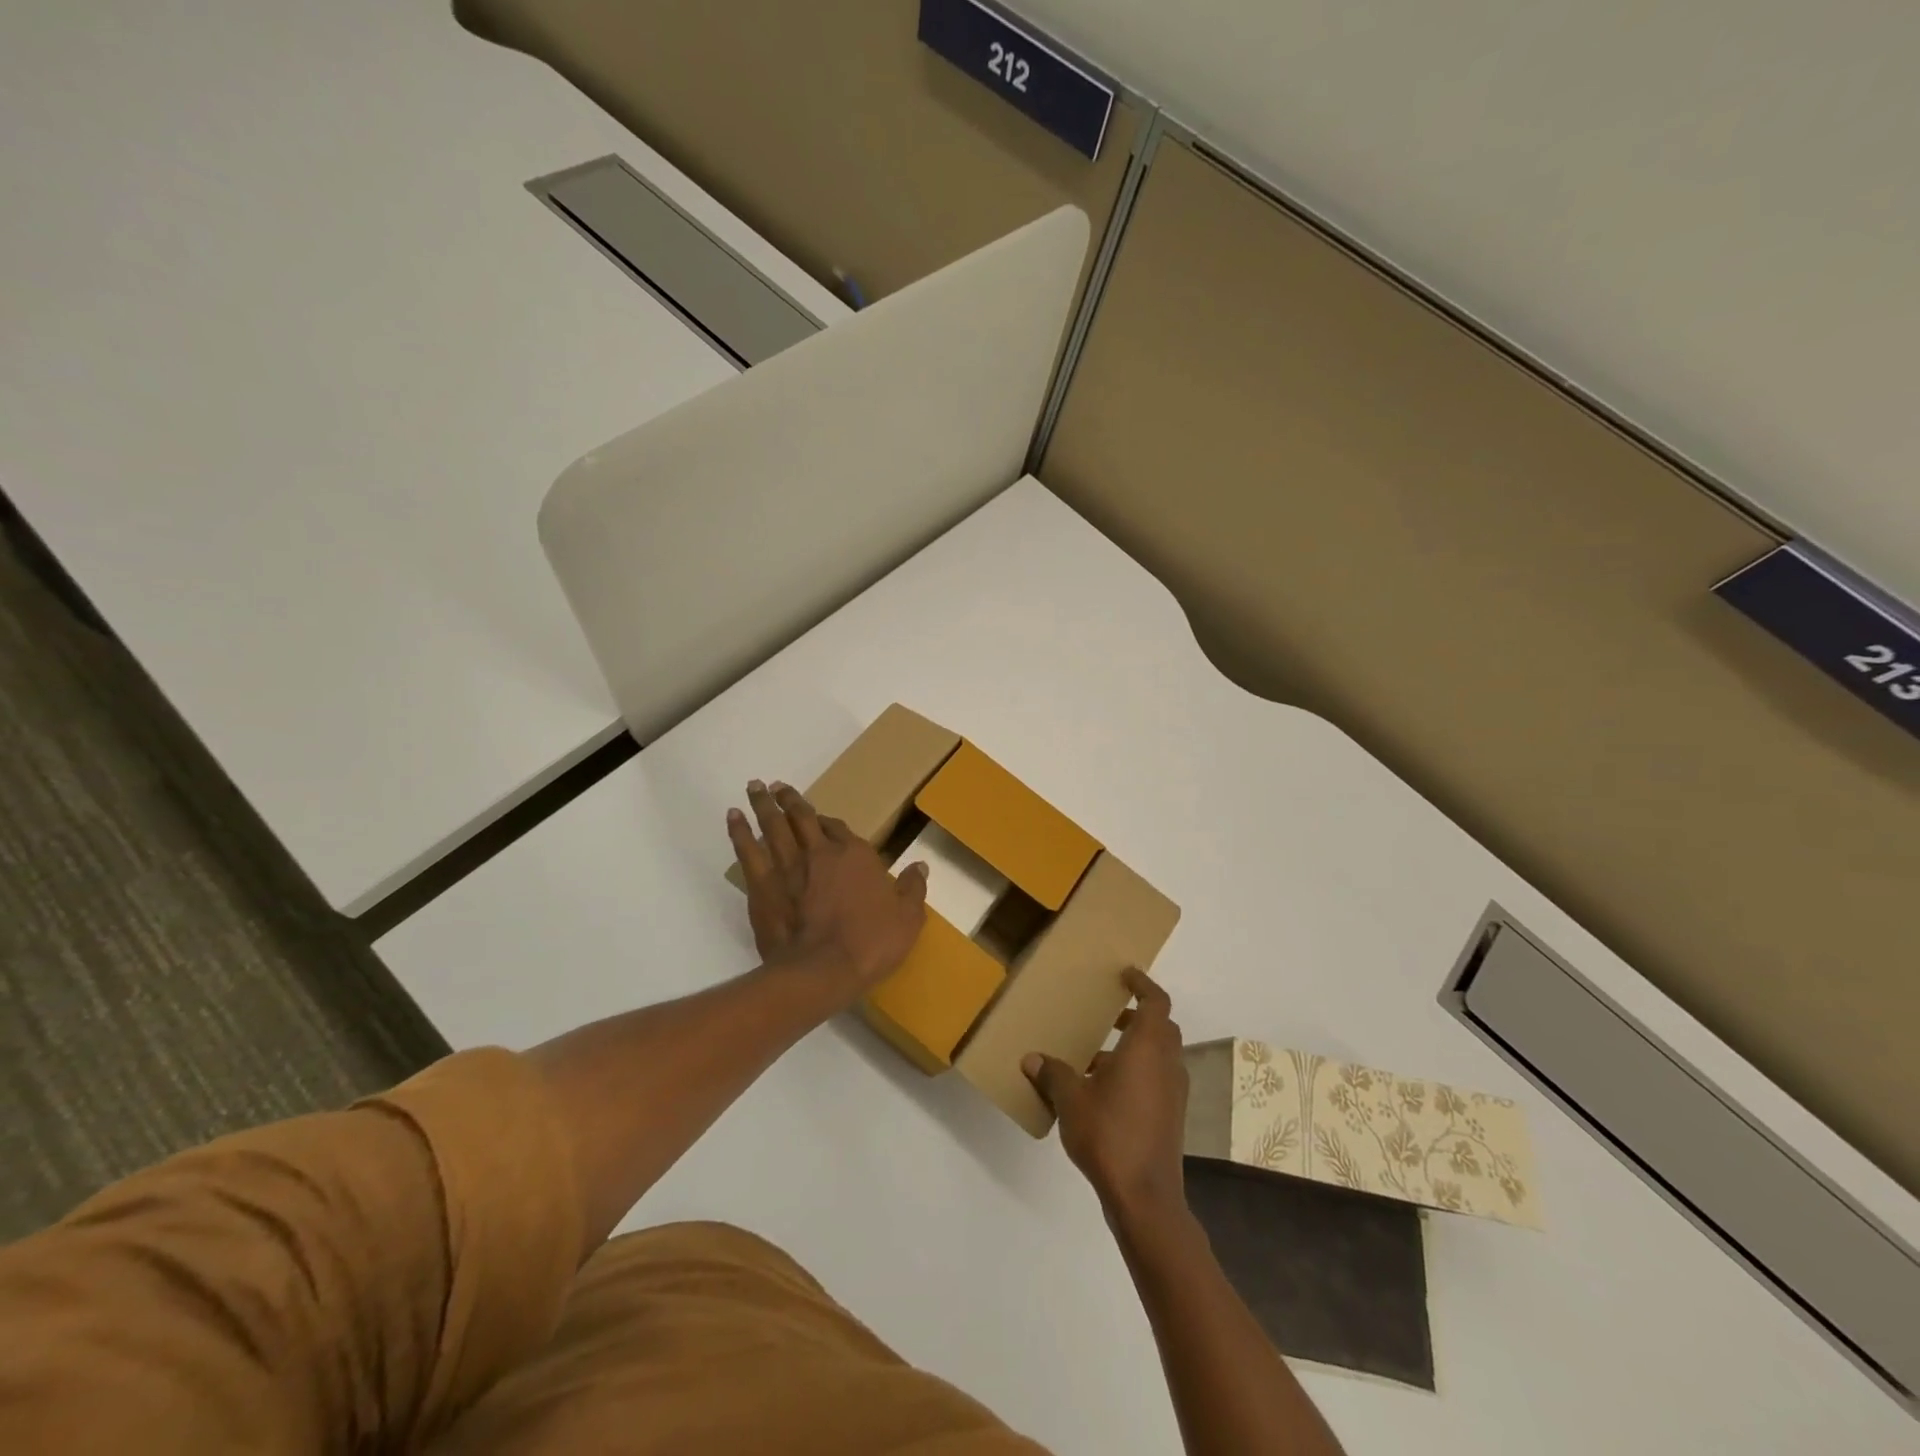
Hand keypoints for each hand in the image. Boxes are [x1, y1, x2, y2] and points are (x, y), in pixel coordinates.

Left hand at [727, 780, 928, 1008]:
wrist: (822, 971)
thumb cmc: (870, 943)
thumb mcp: (908, 918)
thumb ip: (913, 889)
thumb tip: (921, 866)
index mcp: (855, 855)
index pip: (839, 828)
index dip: (828, 820)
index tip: (820, 815)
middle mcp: (819, 853)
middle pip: (801, 817)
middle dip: (790, 799)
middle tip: (777, 786)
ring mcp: (787, 867)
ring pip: (772, 826)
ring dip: (763, 805)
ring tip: (754, 788)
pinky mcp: (761, 886)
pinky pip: (747, 851)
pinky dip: (739, 832)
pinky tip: (733, 818)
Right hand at [1024, 969, 1188, 1225]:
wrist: (1145, 1197)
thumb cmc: (1109, 1134)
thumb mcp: (1071, 1099)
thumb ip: (1053, 1074)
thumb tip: (1031, 1059)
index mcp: (1147, 1048)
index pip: (1156, 1002)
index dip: (1143, 984)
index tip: (1125, 976)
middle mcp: (1167, 1064)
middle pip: (1161, 1027)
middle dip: (1137, 1016)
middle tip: (1109, 1014)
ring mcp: (1173, 1093)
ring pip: (1159, 1055)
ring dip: (1135, 1047)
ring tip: (1096, 1054)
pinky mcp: (1171, 1117)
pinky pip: (1157, 1079)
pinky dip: (1137, 1072)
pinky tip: (1103, 1090)